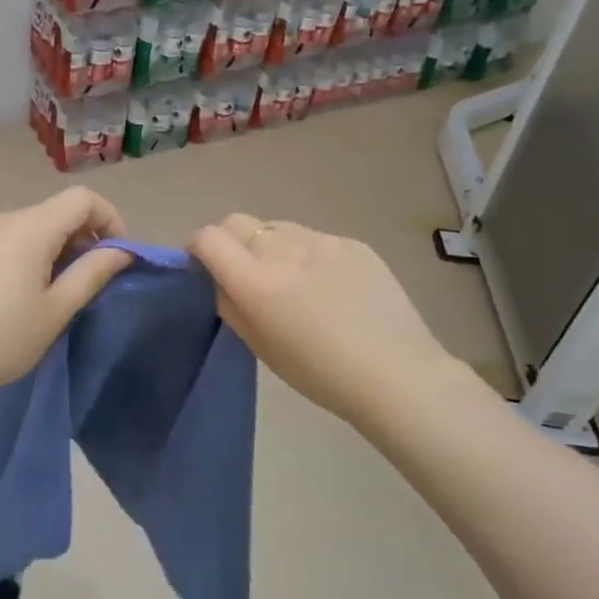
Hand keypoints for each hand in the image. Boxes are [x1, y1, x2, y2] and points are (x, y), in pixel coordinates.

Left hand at [0, 188, 132, 405]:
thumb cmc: (2, 338)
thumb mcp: (57, 309)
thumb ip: (93, 273)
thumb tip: (122, 251)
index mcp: (30, 227)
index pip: (83, 198)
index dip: (111, 219)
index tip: (119, 256)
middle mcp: (5, 218)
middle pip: (59, 210)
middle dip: (86, 237)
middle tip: (92, 282)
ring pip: (37, 225)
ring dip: (61, 248)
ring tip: (61, 292)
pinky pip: (14, 238)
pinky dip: (36, 253)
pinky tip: (30, 292)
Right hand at [190, 213, 454, 428]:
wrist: (398, 375)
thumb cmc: (321, 375)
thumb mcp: (261, 348)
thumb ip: (231, 306)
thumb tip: (221, 281)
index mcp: (256, 282)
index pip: (209, 238)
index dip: (199, 249)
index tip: (206, 268)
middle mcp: (284, 250)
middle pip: (238, 222)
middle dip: (231, 241)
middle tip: (246, 273)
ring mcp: (322, 241)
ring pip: (277, 227)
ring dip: (271, 246)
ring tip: (294, 280)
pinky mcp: (353, 243)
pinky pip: (315, 238)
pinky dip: (309, 254)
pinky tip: (331, 287)